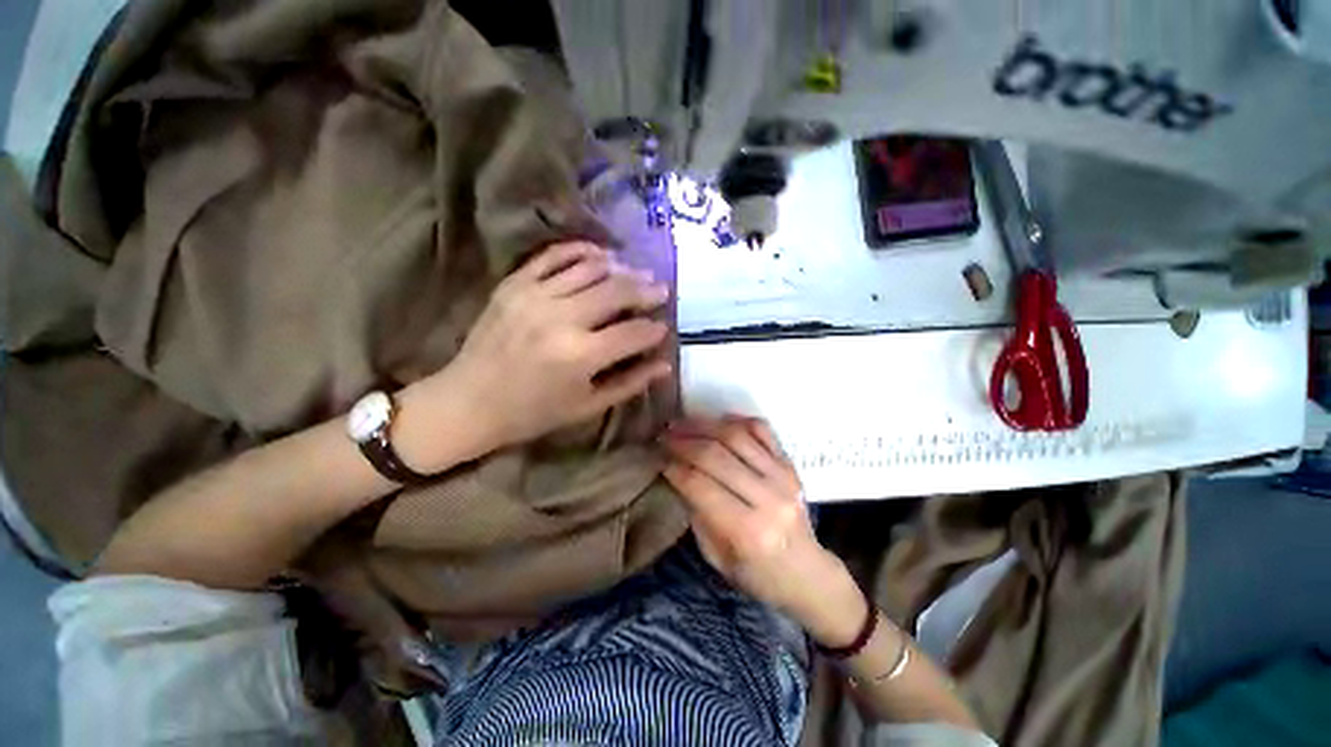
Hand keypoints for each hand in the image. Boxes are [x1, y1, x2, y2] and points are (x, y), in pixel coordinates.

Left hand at [428, 242, 671, 458]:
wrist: (468, 402)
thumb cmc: (533, 413)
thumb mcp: (588, 406)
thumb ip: (630, 383)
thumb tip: (665, 364)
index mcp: (580, 355)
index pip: (633, 332)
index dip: (654, 329)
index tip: (664, 327)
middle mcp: (561, 318)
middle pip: (617, 291)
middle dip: (646, 290)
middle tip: (660, 290)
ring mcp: (534, 295)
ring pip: (591, 268)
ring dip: (620, 268)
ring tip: (636, 272)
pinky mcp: (514, 284)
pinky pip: (553, 255)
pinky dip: (580, 250)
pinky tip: (600, 255)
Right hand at [661, 416, 866, 642]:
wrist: (808, 574)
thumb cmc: (758, 575)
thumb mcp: (717, 558)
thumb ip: (697, 514)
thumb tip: (676, 473)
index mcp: (747, 531)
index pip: (699, 485)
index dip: (673, 466)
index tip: (656, 456)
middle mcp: (768, 498)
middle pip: (716, 455)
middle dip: (683, 440)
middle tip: (663, 435)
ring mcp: (783, 477)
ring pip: (737, 436)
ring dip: (704, 425)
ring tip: (682, 423)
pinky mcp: (791, 465)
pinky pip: (762, 430)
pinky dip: (738, 420)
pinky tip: (717, 420)